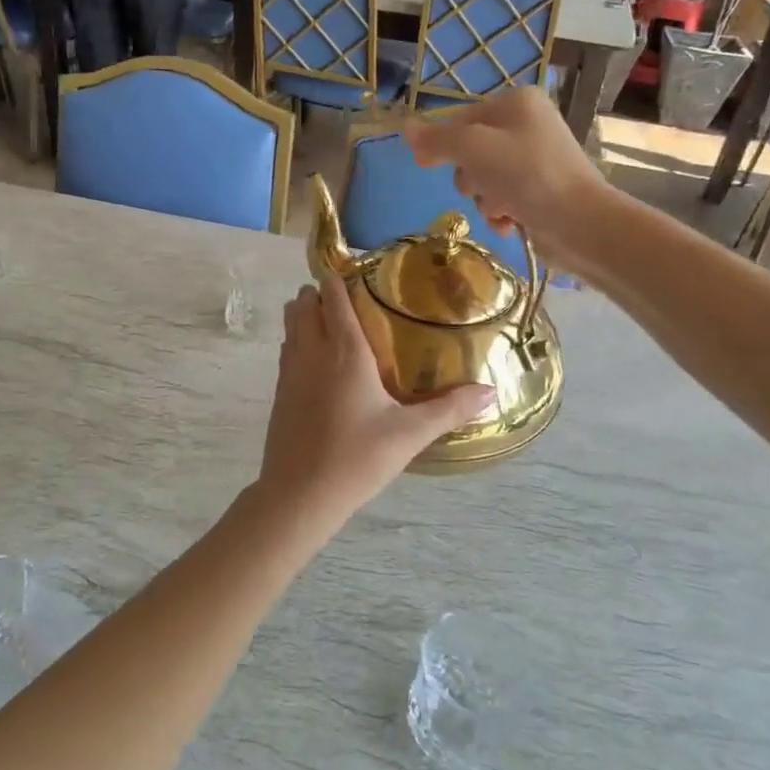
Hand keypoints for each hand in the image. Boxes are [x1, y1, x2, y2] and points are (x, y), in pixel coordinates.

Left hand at [256, 276, 494, 522]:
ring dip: (306, 314)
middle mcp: (311, 351)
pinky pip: (286, 349)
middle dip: (321, 293)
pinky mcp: (278, 392)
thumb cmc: (357, 458)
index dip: (340, 278)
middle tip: (352, 302)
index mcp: (344, 351)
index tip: (361, 274)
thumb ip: (450, 409)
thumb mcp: (410, 434)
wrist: (299, 496)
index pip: (333, 296)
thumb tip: (491, 391)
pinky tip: (321, 364)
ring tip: (336, 325)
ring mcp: (289, 371)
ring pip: (290, 324)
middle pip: (304, 302)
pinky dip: (298, 340)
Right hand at [405, 88, 608, 263]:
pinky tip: (512, 222)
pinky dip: (500, 214)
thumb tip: (406, 129)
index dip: (442, 144)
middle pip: (471, 152)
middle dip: (471, 177)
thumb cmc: (526, 175)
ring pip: (484, 180)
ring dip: (485, 200)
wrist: (579, 222)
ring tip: (503, 208)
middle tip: (484, 186)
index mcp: (516, 103)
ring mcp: (535, 161)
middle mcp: (527, 125)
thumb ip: (437, 139)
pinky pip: (502, 200)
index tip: (424, 165)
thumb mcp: (473, 149)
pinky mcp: (539, 192)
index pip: (461, 119)